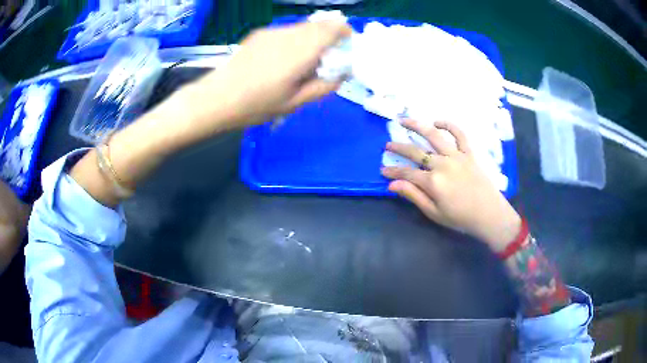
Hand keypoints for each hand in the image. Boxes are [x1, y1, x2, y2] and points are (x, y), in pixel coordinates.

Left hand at [185, 20, 352, 128]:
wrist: (216, 98)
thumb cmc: (256, 105)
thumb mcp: (295, 103)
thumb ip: (323, 86)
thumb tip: (341, 74)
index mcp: (301, 50)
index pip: (334, 27)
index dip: (345, 33)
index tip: (345, 49)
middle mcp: (289, 34)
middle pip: (320, 25)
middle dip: (329, 38)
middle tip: (325, 60)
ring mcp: (272, 32)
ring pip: (303, 27)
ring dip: (311, 40)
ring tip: (301, 64)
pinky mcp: (260, 33)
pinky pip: (286, 32)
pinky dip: (294, 41)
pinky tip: (281, 60)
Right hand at [381, 119, 520, 251]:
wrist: (489, 214)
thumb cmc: (461, 218)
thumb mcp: (434, 212)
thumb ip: (414, 196)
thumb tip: (392, 185)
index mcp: (433, 182)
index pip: (406, 173)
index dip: (393, 172)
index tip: (382, 170)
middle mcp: (442, 164)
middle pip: (416, 152)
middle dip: (399, 148)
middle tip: (388, 145)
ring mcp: (456, 156)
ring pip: (434, 135)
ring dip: (417, 126)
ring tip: (404, 120)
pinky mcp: (469, 153)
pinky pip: (459, 134)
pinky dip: (449, 125)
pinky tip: (437, 122)